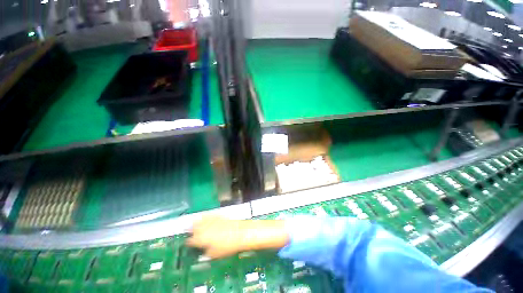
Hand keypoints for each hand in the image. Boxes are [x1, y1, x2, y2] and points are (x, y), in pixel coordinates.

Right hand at [186, 217, 288, 258]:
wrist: (241, 233)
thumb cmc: (228, 246)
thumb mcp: (214, 254)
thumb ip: (206, 252)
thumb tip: (202, 250)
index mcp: (202, 238)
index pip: (191, 240)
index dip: (189, 242)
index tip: (189, 243)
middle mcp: (205, 228)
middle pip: (195, 227)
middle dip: (192, 230)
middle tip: (191, 232)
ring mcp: (212, 220)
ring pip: (201, 220)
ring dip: (198, 222)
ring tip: (195, 223)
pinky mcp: (219, 216)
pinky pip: (210, 215)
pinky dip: (206, 217)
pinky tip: (206, 217)